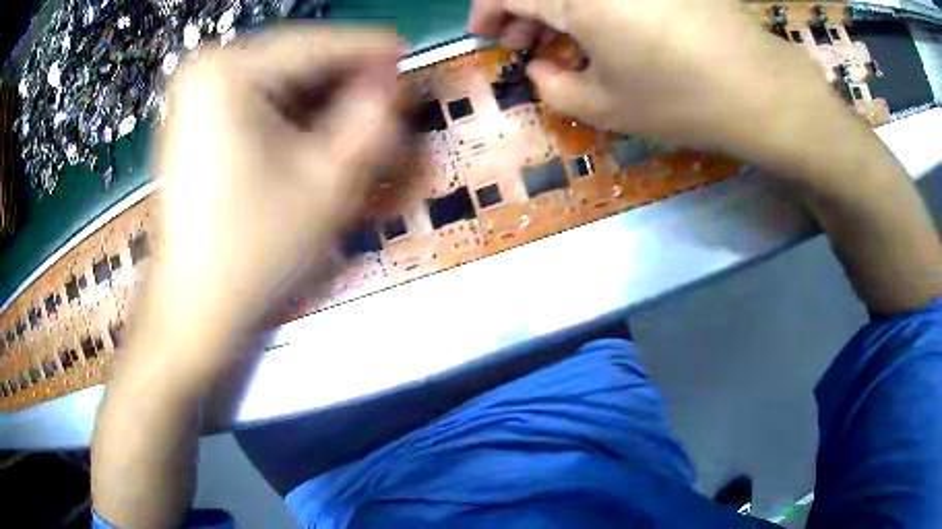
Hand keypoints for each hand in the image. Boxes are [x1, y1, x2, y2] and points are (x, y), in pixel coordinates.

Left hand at [142, 27, 401, 374]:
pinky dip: (291, 125)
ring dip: (320, 107)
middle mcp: (204, 76)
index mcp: (227, 73)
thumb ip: (371, 120)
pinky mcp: (193, 130)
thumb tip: (388, 84)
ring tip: (357, 130)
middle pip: (295, 64)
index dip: (370, 51)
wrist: (196, 316)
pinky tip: (315, 146)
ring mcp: (193, 103)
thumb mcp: (329, 183)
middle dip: (343, 85)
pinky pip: (255, 111)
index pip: (317, 44)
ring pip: (277, 88)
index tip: (406, 56)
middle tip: (384, 105)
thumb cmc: (255, 254)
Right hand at [468, 0, 836, 156]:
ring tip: (563, 40)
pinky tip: (604, 29)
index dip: (486, 11)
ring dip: (556, 5)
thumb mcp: (605, 107)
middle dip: (520, 8)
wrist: (760, 89)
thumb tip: (539, 66)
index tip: (486, 34)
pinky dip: (593, 4)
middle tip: (525, 42)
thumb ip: (553, 86)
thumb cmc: (681, 100)